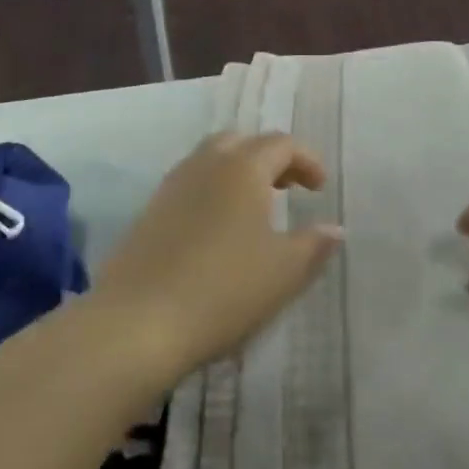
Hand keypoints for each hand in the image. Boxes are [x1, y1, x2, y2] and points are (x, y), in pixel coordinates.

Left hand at [92, 133, 341, 384]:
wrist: (134, 327)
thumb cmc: (223, 290)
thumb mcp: (284, 271)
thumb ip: (314, 244)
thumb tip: (334, 228)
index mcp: (242, 168)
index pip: (281, 144)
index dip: (307, 160)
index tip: (320, 189)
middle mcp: (205, 166)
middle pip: (240, 141)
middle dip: (268, 158)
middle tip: (287, 187)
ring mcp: (170, 189)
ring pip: (209, 162)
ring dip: (237, 175)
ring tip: (255, 210)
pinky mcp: (146, 217)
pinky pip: (188, 188)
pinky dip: (211, 195)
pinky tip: (218, 234)